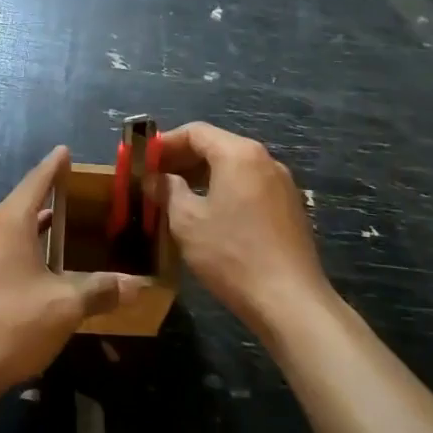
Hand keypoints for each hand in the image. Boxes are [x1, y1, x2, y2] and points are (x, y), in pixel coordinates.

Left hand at [0, 146, 146, 400]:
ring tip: (63, 229)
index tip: (65, 151)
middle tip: (78, 197)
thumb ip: (100, 290)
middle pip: (21, 204)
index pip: (36, 182)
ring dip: (34, 228)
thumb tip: (137, 285)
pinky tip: (38, 267)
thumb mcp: (65, 306)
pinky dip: (21, 248)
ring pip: (8, 229)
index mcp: (8, 221)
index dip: (54, 167)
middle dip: (48, 199)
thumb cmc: (12, 323)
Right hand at [156, 122, 331, 332]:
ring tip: (176, 197)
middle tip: (154, 179)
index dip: (165, 143)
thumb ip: (168, 191)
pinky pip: (249, 186)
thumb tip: (157, 179)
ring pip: (234, 167)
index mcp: (239, 154)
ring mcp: (282, 184)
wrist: (289, 301)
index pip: (196, 132)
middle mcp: (265, 160)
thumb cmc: (231, 255)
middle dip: (183, 159)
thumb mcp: (187, 222)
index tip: (143, 160)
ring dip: (202, 176)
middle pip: (217, 146)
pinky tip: (208, 215)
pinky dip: (224, 190)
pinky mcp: (290, 208)